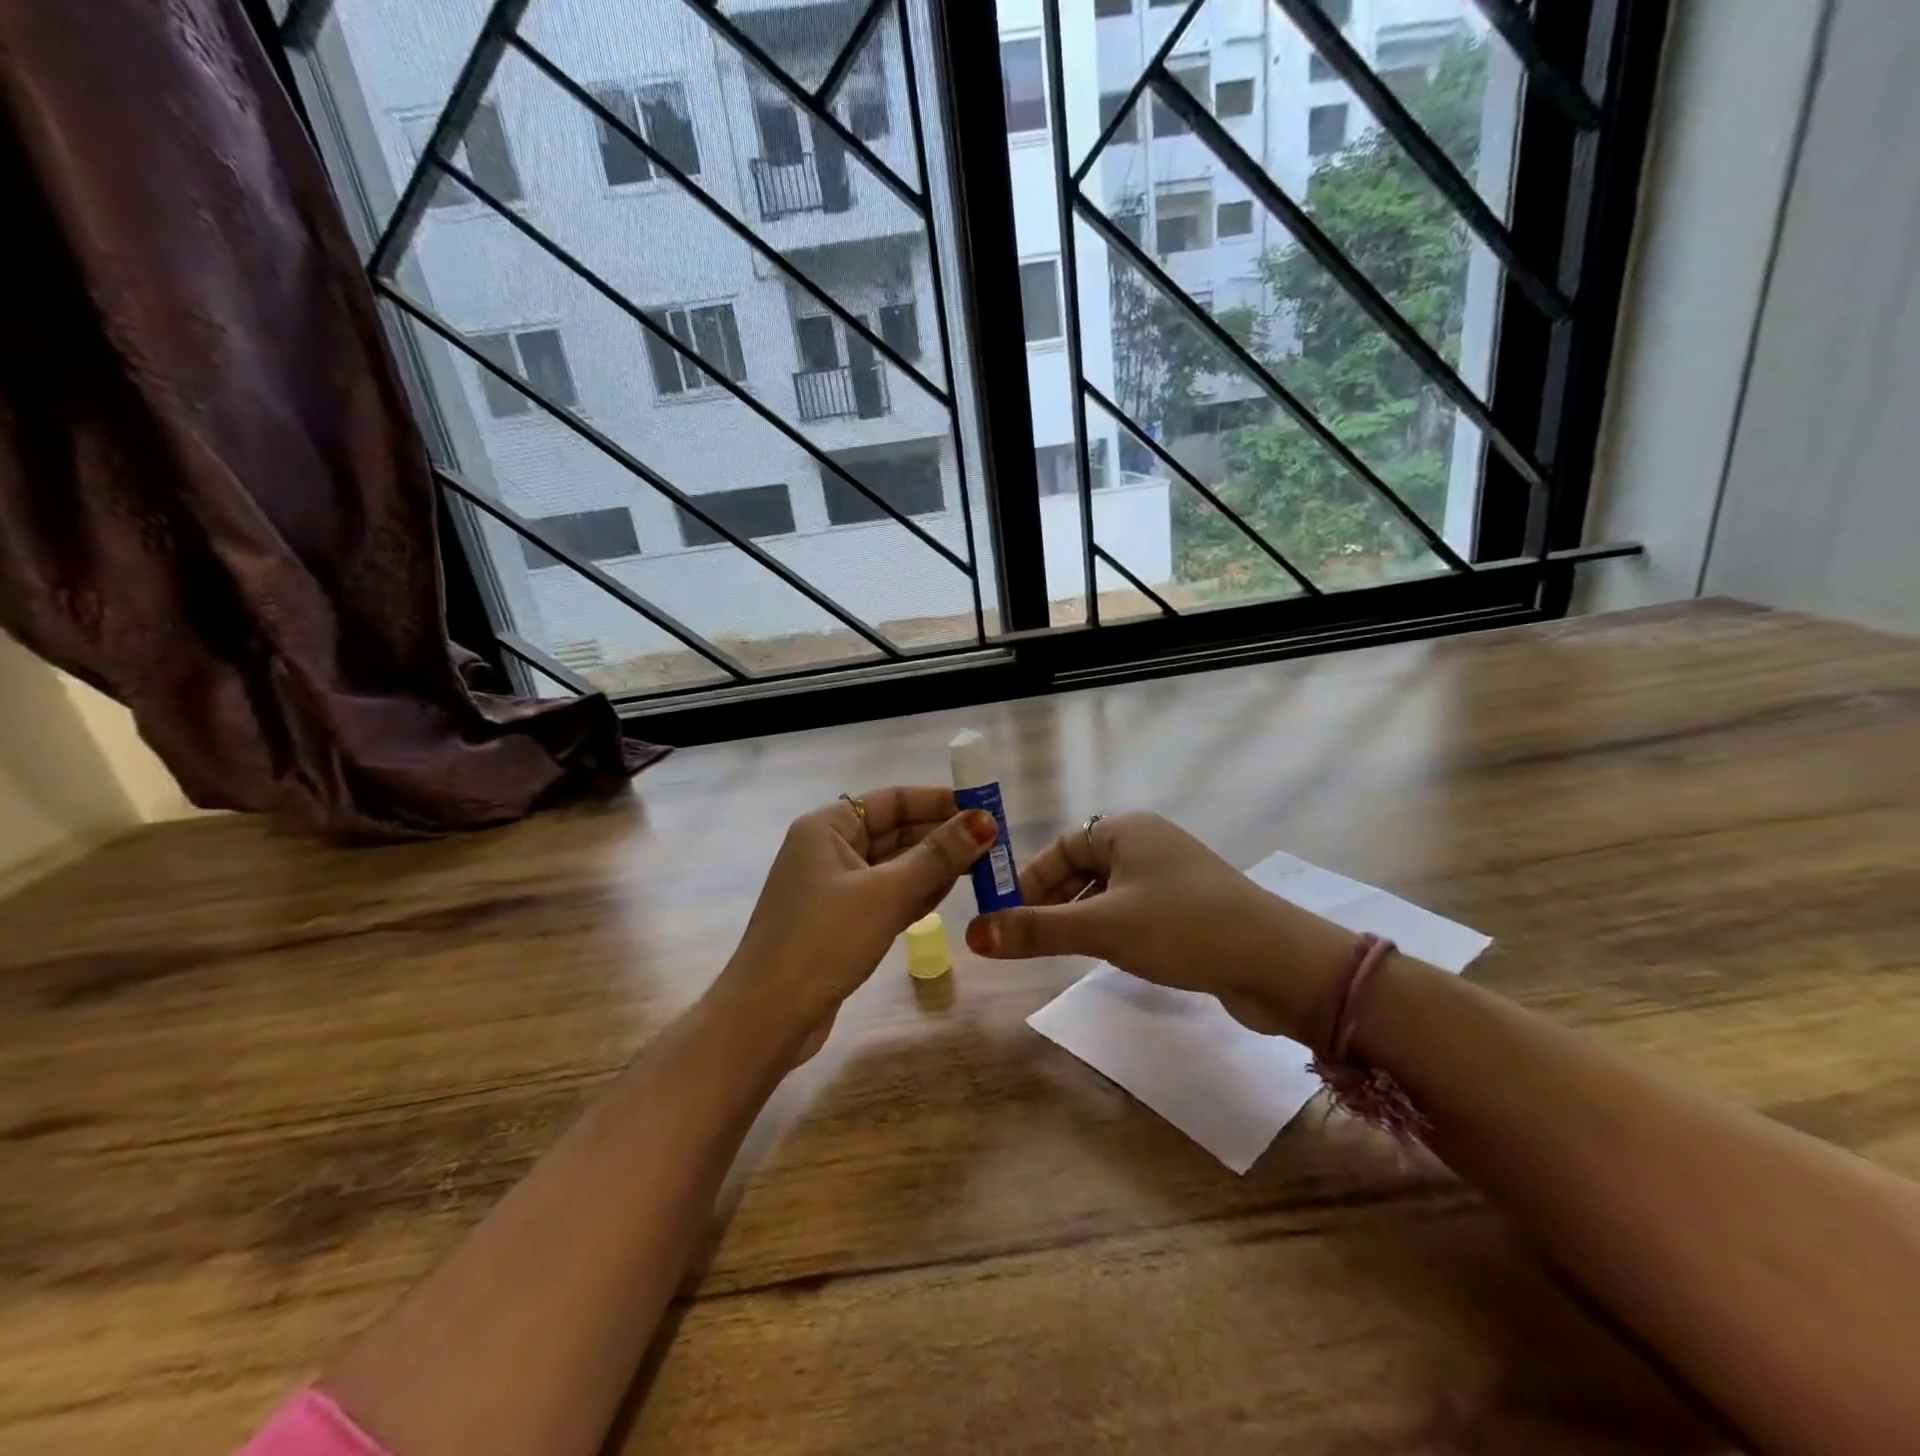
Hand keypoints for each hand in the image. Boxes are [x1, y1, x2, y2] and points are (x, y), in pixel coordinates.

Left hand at [715, 787, 996, 1063]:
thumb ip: (937, 856)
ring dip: (933, 866)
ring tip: (982, 867)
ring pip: (893, 865)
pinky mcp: (840, 921)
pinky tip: (948, 895)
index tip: (984, 809)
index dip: (938, 801)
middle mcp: (828, 849)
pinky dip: (915, 893)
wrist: (767, 1018)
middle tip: (993, 843)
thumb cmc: (824, 940)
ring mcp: (833, 888)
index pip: (892, 799)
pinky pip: (886, 895)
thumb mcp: (886, 894)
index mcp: (828, 827)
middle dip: (941, 836)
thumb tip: (985, 821)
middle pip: (894, 831)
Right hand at [964, 812, 1357, 1042]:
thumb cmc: (1182, 928)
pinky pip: (1135, 912)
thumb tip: (973, 935)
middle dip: (1053, 903)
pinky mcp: (1191, 909)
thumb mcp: (1101, 928)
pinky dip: (1112, 930)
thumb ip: (1037, 930)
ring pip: (1108, 893)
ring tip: (1060, 952)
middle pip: (1083, 868)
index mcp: (1127, 830)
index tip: (1005, 915)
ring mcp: (1173, 877)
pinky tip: (1106, 957)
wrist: (1279, 963)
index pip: (1062, 847)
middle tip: (1027, 939)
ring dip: (1081, 919)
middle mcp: (1149, 844)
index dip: (1030, 880)